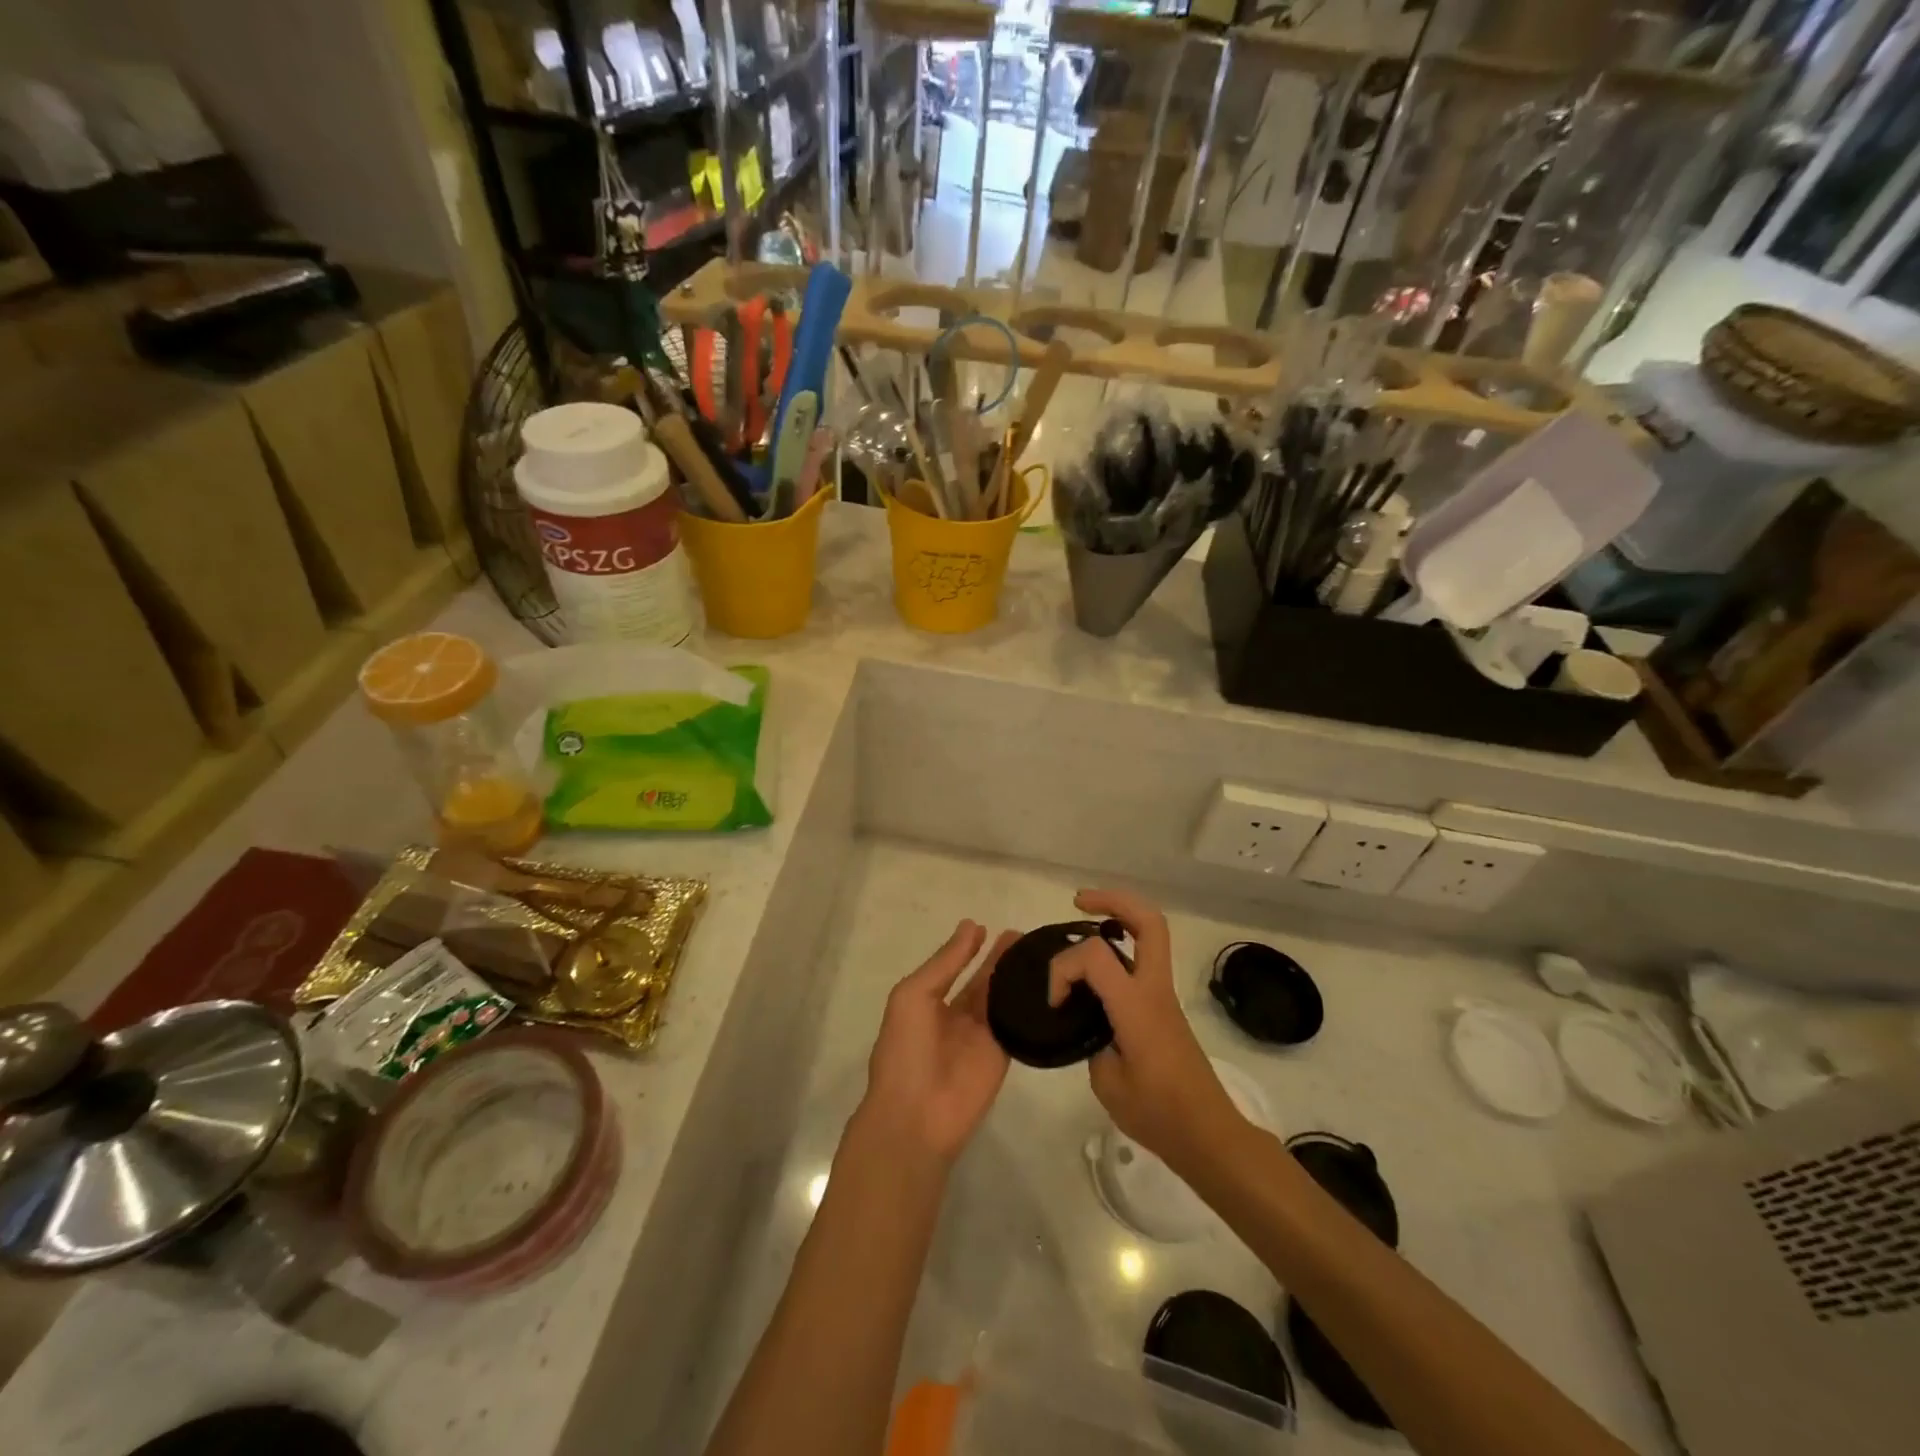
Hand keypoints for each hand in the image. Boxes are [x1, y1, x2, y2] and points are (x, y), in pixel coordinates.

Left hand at [858, 920, 1020, 1167]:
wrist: (916, 1115)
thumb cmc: (905, 1049)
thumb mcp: (914, 995)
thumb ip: (945, 963)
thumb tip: (971, 926)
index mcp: (928, 1001)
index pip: (954, 967)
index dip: (970, 948)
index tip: (989, 926)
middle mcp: (956, 1016)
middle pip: (984, 980)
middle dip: (1000, 958)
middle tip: (1025, 935)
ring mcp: (981, 1036)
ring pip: (1003, 998)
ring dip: (1017, 977)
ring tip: (1040, 952)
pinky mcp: (1003, 1054)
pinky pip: (1018, 1023)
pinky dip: (1030, 1005)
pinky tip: (1048, 983)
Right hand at [1048, 889, 1241, 1170]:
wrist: (1208, 1136)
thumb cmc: (1158, 1114)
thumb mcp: (1107, 1082)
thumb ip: (1092, 1042)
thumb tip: (1092, 1027)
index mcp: (1137, 1005)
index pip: (1095, 956)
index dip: (1063, 969)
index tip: (1055, 1002)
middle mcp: (1155, 989)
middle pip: (1148, 920)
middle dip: (1112, 900)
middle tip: (1079, 902)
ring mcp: (1164, 995)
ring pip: (1151, 935)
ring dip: (1119, 918)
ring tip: (1084, 922)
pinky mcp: (1165, 1008)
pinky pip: (1144, 960)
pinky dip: (1120, 948)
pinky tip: (1096, 969)